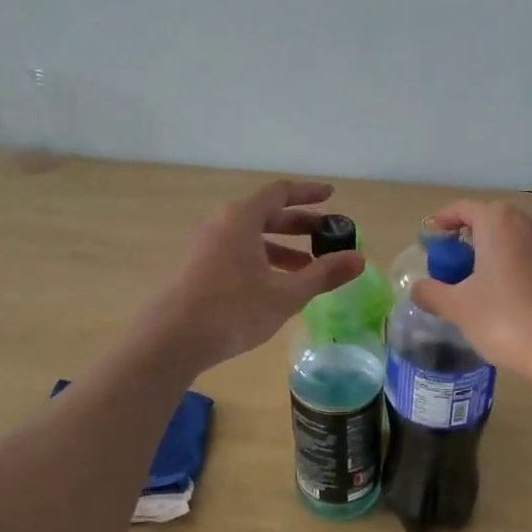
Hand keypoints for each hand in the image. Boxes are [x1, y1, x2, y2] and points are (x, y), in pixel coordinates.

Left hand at [142, 180, 365, 372]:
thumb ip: (324, 274)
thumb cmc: (233, 310)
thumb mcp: (286, 294)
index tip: (332, 197)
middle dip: (300, 224)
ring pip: (252, 236)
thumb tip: (359, 259)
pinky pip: (239, 251)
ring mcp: (207, 245)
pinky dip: (263, 260)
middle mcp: (222, 223)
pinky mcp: (199, 266)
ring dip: (283, 247)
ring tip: (309, 268)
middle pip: (267, 214)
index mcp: (242, 217)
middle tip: (328, 237)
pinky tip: (278, 285)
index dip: (309, 193)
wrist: (172, 339)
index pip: (281, 193)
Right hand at [409, 200, 531, 381]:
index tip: (430, 240)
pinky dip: (519, 267)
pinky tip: (512, 296)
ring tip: (481, 281)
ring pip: (517, 238)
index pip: (463, 208)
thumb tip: (418, 288)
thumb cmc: (506, 320)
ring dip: (497, 252)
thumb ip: (432, 292)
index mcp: (500, 221)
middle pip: (492, 220)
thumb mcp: (458, 308)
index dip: (442, 222)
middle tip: (453, 265)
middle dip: (470, 238)